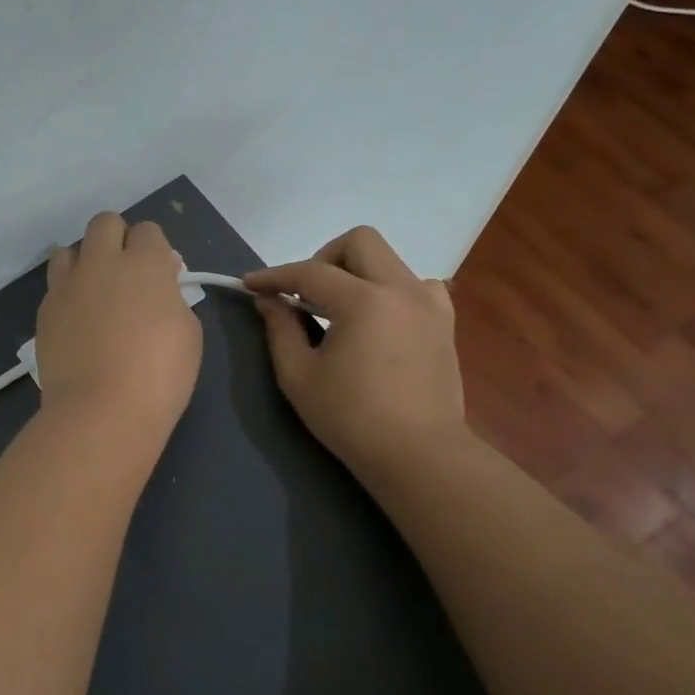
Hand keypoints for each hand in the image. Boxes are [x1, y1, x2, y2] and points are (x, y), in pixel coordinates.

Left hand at [37, 213, 202, 438]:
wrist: (101, 410)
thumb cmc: (159, 375)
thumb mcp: (188, 333)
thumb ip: (173, 298)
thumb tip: (159, 287)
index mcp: (144, 264)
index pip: (148, 231)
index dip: (156, 250)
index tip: (163, 276)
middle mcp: (101, 263)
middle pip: (105, 224)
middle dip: (118, 239)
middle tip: (127, 275)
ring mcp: (67, 285)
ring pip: (69, 249)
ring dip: (85, 261)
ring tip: (95, 292)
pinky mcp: (45, 310)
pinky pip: (55, 285)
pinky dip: (68, 292)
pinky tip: (78, 320)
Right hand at [245, 226, 466, 473]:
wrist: (418, 454)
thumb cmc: (351, 418)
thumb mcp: (299, 376)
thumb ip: (280, 329)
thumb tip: (268, 300)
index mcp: (364, 301)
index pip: (310, 272)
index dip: (275, 276)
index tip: (250, 283)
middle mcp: (401, 289)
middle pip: (359, 241)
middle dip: (323, 258)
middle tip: (304, 293)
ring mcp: (429, 304)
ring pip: (389, 261)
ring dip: (358, 274)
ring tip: (340, 310)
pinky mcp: (444, 323)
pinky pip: (415, 286)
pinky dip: (389, 291)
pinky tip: (376, 322)